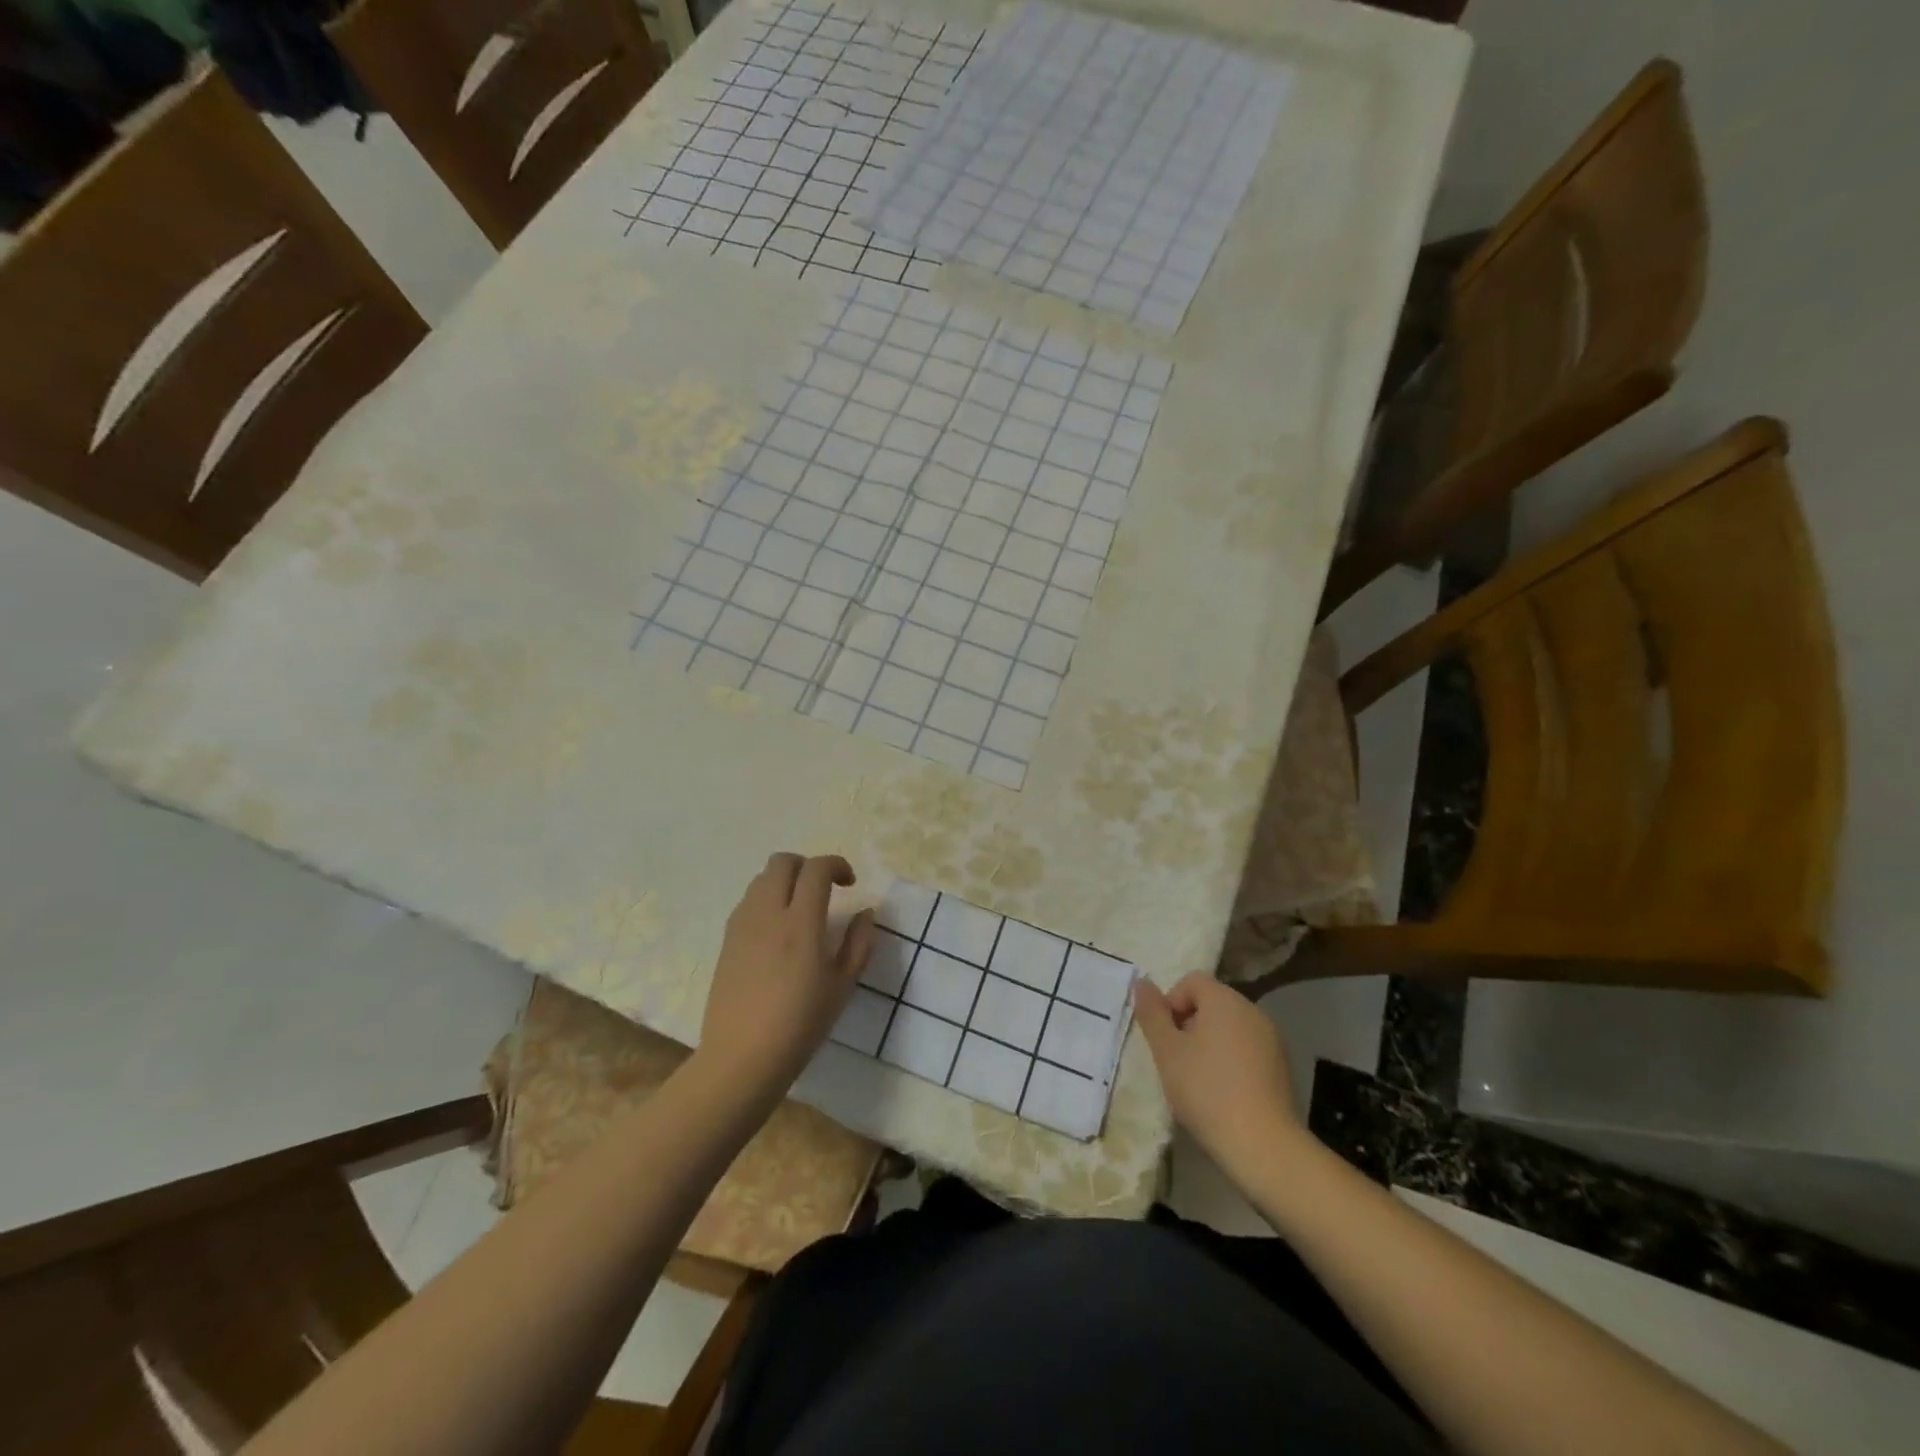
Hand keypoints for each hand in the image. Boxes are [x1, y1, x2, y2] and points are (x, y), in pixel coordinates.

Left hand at [700, 853, 875, 1091]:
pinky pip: (748, 901)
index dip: (837, 865)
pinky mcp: (727, 940)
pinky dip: (766, 899)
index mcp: (801, 923)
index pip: (816, 869)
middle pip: (783, 861)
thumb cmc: (800, 1024)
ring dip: (785, 881)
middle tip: (824, 890)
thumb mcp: (842, 986)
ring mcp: (742, 925)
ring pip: (761, 878)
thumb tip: (865, 913)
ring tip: (800, 909)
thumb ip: (859, 943)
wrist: (742, 1058)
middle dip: (808, 865)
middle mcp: (768, 913)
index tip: (850, 884)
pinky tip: (777, 930)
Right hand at [1133, 972, 1307, 1180]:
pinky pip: (1248, 1049)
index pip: (1191, 981)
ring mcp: (1272, 1039)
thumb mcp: (1166, 1051)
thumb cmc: (1206, 1090)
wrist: (1262, 1145)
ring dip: (1209, 1043)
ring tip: (1198, 1078)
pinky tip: (1224, 1092)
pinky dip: (1231, 1060)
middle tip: (1176, 1059)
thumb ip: (1151, 1013)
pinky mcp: (1282, 1066)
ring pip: (1229, 1027)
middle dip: (1189, 1024)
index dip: (1171, 1003)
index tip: (1164, 1038)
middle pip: (1212, 1002)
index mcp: (1225, 1000)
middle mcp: (1252, 1010)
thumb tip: (1141, 982)